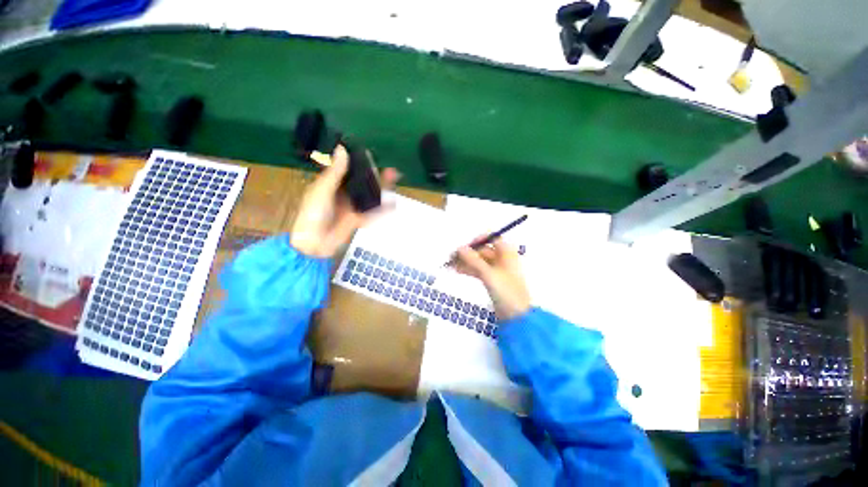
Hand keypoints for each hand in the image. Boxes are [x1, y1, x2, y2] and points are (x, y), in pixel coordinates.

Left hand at [291, 145, 398, 257]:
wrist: (314, 244)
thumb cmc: (312, 214)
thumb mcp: (322, 191)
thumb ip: (334, 173)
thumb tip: (342, 149)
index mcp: (331, 185)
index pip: (346, 170)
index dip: (358, 162)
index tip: (370, 154)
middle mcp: (343, 194)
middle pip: (361, 182)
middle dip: (374, 175)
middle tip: (389, 169)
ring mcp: (352, 207)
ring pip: (369, 195)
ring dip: (381, 188)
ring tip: (393, 178)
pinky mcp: (358, 219)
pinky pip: (373, 212)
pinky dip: (383, 208)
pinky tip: (393, 203)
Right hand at [455, 238, 530, 320]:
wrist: (516, 316)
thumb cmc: (506, 291)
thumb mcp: (488, 273)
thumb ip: (473, 260)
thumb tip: (459, 248)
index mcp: (507, 253)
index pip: (492, 238)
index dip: (478, 240)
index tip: (464, 246)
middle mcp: (502, 259)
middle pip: (483, 250)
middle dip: (468, 253)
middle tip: (452, 257)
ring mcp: (497, 270)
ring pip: (479, 261)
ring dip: (466, 261)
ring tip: (450, 264)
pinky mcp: (492, 280)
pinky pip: (479, 270)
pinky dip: (469, 269)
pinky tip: (457, 270)